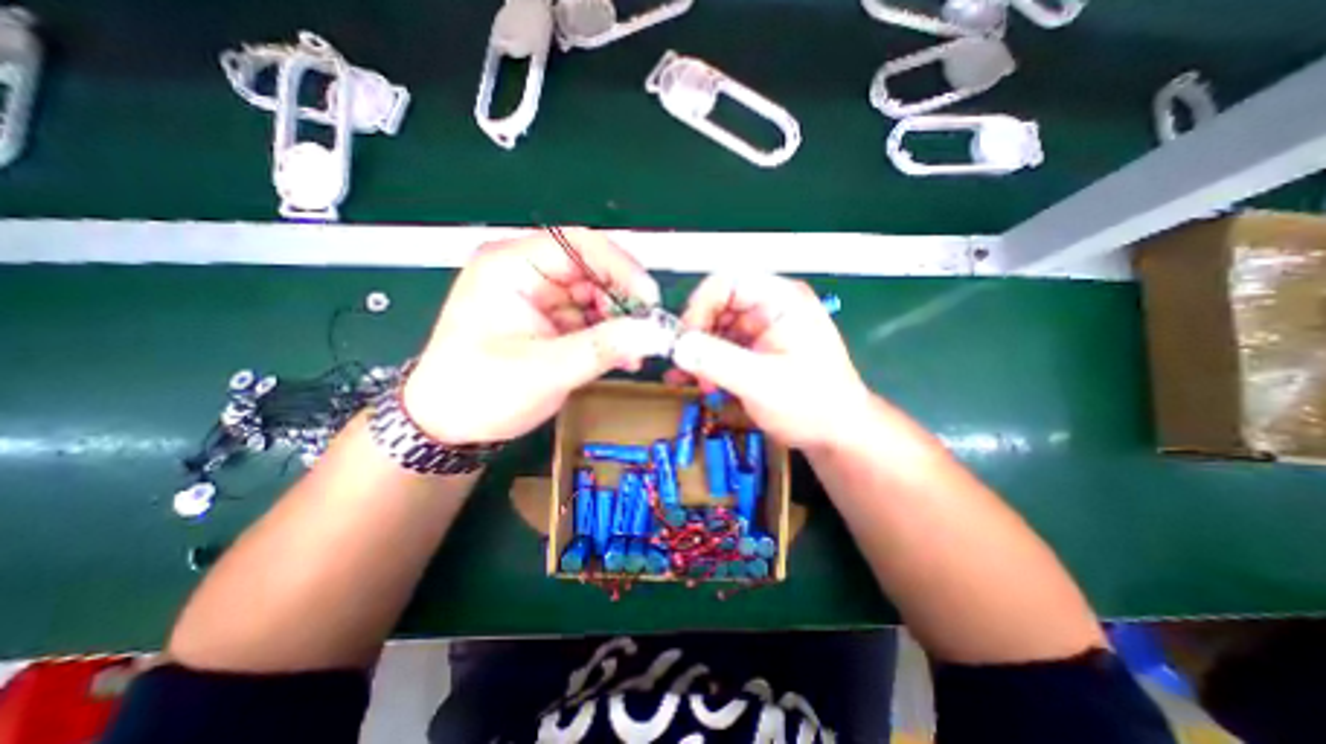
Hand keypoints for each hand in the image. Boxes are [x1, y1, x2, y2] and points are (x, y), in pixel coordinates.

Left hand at [404, 231, 662, 444]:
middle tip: (647, 331)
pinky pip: (591, 318)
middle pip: (593, 269)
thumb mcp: (545, 370)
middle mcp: (527, 273)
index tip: (649, 299)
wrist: (449, 425)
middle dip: (624, 300)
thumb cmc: (481, 393)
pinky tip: (624, 357)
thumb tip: (654, 332)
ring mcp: (541, 297)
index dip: (621, 266)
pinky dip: (611, 335)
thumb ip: (603, 348)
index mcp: (511, 266)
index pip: (578, 244)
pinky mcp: (551, 320)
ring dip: (622, 322)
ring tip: (635, 352)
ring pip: (598, 296)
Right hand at [669, 271, 879, 447]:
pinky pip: (721, 348)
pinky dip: (706, 363)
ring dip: (700, 354)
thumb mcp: (762, 382)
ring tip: (701, 383)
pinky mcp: (754, 348)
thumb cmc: (811, 404)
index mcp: (781, 300)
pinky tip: (695, 382)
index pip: (728, 282)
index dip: (699, 305)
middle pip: (717, 305)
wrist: (835, 433)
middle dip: (698, 336)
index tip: (684, 337)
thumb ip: (717, 361)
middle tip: (689, 366)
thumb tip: (678, 346)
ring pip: (715, 328)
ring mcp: (761, 328)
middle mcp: (770, 307)